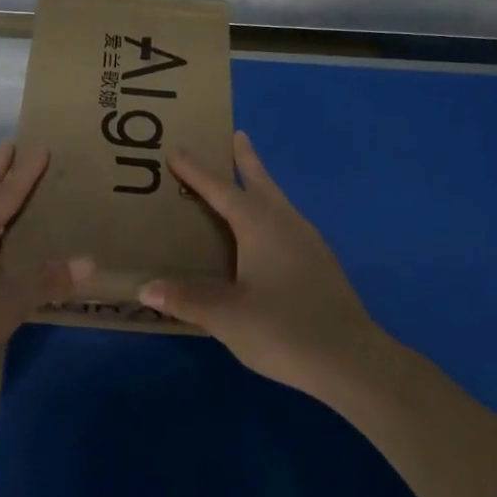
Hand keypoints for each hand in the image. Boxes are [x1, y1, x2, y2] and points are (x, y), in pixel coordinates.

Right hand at [140, 131, 385, 394]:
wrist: (350, 360)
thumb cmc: (283, 329)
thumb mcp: (226, 316)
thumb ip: (185, 298)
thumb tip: (145, 287)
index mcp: (260, 226)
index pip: (221, 190)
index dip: (197, 171)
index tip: (176, 150)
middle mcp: (286, 224)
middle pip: (262, 183)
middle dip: (246, 160)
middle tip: (236, 136)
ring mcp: (308, 243)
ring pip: (278, 202)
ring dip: (261, 185)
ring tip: (247, 180)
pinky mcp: (319, 264)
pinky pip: (287, 223)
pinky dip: (270, 213)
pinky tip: (267, 235)